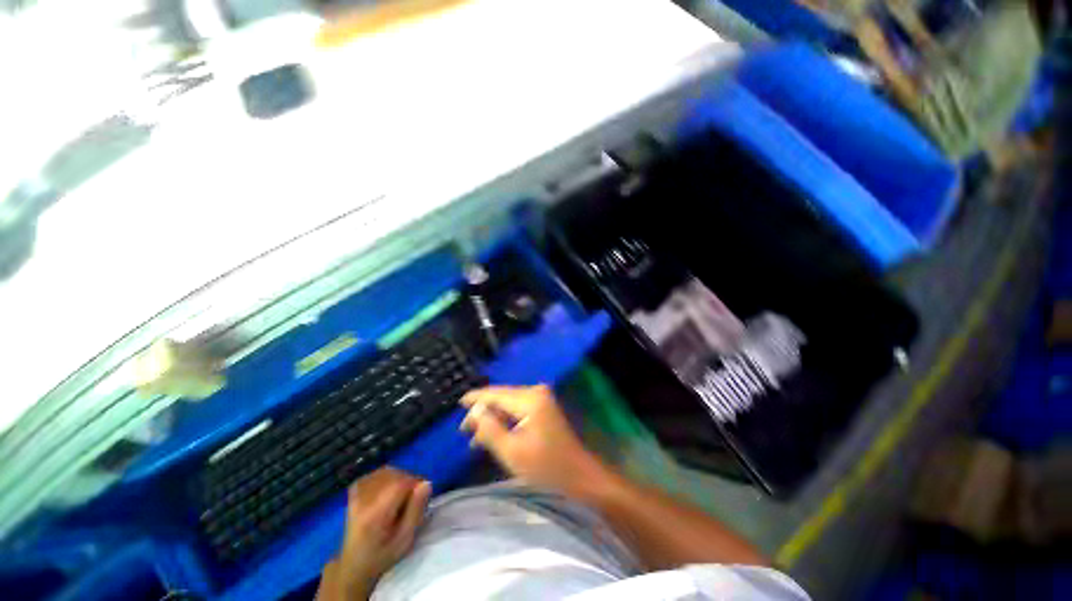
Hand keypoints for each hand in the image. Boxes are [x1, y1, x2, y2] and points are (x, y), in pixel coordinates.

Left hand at [319, 467, 430, 599]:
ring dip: (398, 477)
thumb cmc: (383, 556)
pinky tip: (388, 488)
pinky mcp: (353, 494)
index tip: (422, 495)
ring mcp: (356, 496)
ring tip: (402, 493)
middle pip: (393, 475)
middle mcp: (364, 501)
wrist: (353, 565)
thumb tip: (426, 483)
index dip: (416, 483)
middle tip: (413, 497)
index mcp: (376, 515)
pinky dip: (385, 476)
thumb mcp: (405, 540)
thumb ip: (416, 510)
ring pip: (384, 472)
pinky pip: (373, 474)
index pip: (400, 484)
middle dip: (408, 480)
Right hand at [460, 385, 606, 496]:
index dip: (476, 398)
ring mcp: (542, 399)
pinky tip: (494, 434)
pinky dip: (505, 421)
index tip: (458, 404)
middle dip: (483, 412)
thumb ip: (490, 428)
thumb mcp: (512, 451)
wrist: (580, 476)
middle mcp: (536, 392)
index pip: (495, 394)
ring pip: (509, 404)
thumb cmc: (546, 467)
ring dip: (493, 419)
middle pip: (502, 397)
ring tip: (474, 437)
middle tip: (464, 430)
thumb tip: (475, 412)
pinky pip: (518, 410)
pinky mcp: (544, 409)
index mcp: (529, 399)